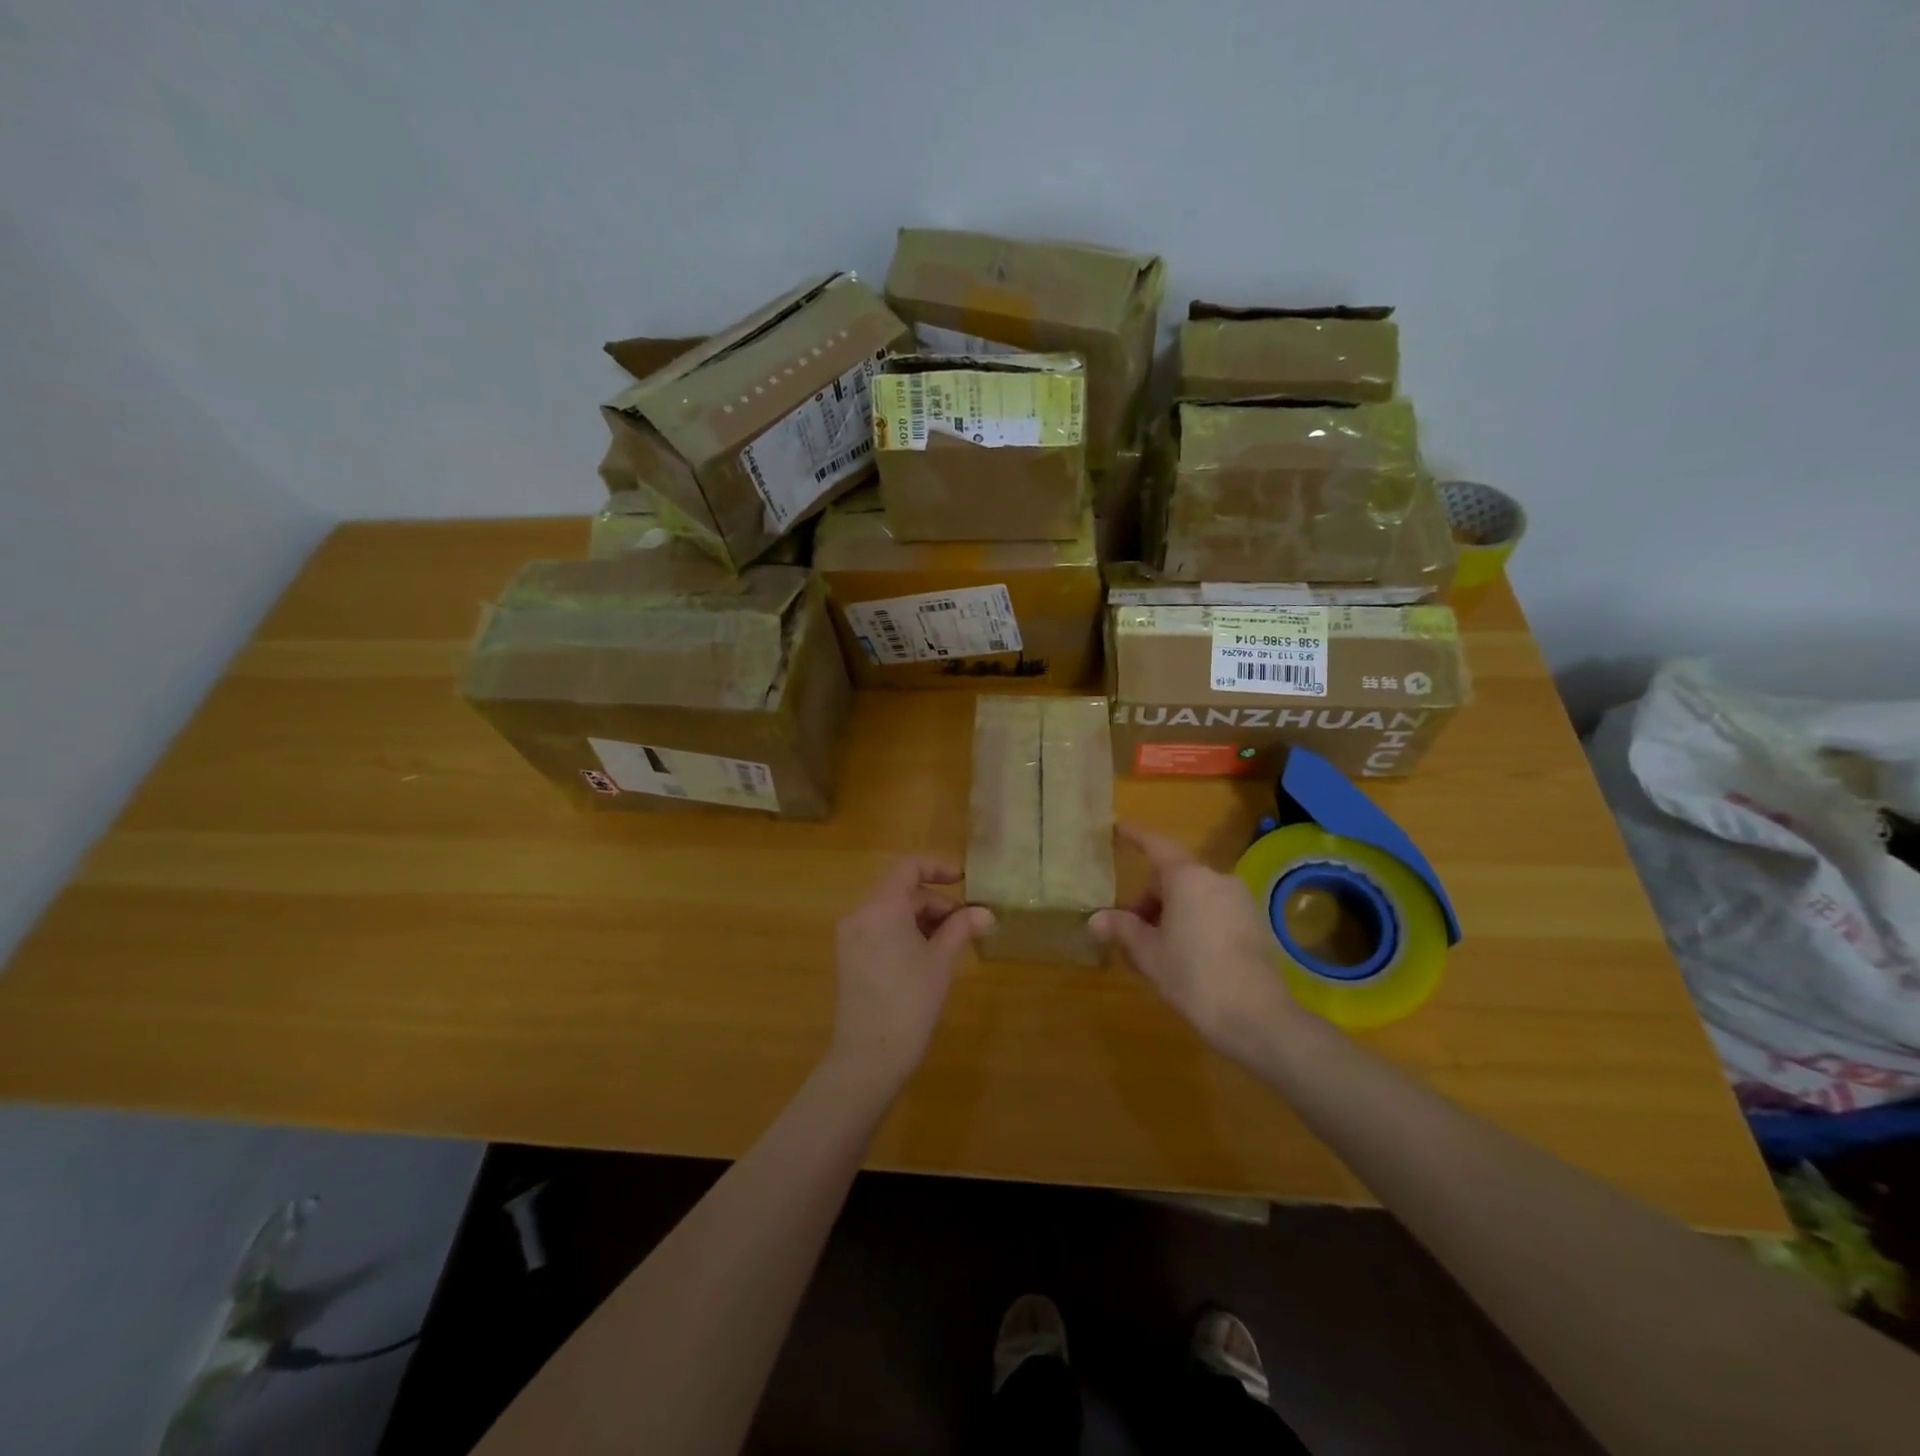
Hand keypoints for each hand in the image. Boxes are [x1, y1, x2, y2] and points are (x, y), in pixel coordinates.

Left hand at [828, 858, 992, 1088]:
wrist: (868, 1058)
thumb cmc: (909, 1002)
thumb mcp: (941, 961)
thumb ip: (962, 928)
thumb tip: (985, 912)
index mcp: (880, 907)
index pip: (908, 867)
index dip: (938, 867)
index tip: (965, 881)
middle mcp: (860, 915)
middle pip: (902, 892)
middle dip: (937, 903)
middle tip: (967, 926)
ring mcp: (851, 938)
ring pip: (892, 913)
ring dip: (923, 920)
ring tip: (951, 945)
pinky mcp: (850, 960)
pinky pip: (881, 932)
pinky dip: (906, 934)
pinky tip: (928, 959)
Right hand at [1091, 823, 1303, 1066]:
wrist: (1257, 1017)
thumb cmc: (1193, 976)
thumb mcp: (1149, 953)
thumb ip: (1122, 929)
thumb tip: (1096, 919)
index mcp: (1187, 877)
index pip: (1155, 846)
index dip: (1135, 836)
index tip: (1118, 826)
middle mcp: (1216, 878)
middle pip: (1173, 876)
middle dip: (1149, 899)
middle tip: (1131, 933)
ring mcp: (1240, 899)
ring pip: (1193, 895)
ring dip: (1171, 913)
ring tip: (1156, 950)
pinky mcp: (1254, 922)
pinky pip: (1213, 909)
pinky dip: (1194, 921)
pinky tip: (1186, 956)